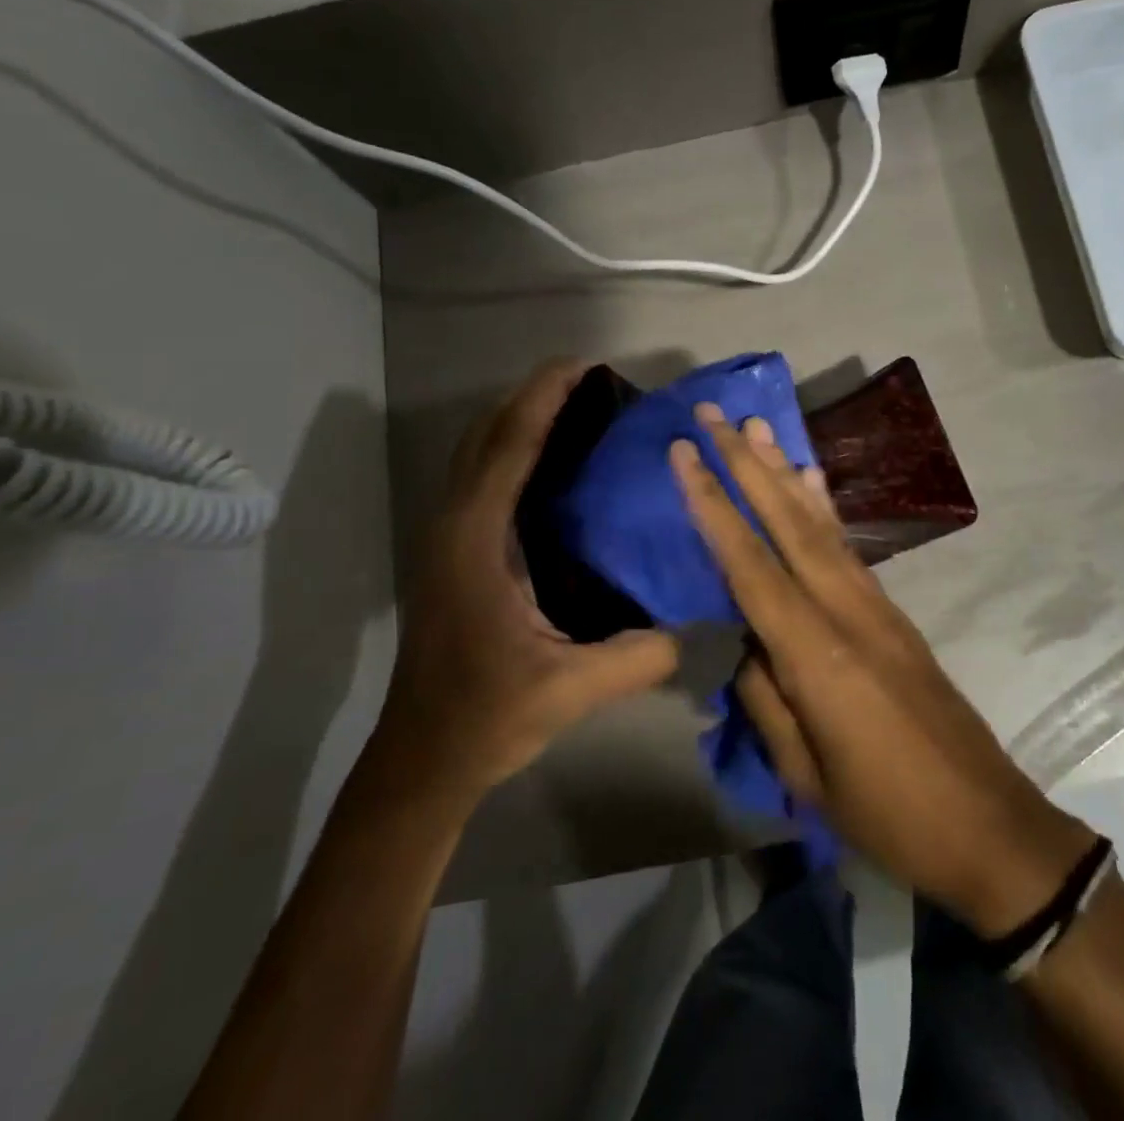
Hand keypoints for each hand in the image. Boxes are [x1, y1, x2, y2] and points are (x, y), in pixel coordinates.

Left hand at [380, 360, 678, 799]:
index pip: (510, 447)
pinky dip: (508, 449)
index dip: (544, 398)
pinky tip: (549, 463)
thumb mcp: (571, 688)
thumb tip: (700, 625)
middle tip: (587, 381)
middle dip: (530, 396)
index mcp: (477, 542)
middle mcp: (453, 525)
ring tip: (572, 408)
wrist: (423, 758)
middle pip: (485, 436)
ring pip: (475, 452)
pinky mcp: (450, 552)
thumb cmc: (488, 715)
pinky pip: (477, 477)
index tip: (582, 365)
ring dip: (516, 419)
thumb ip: (640, 655)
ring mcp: (445, 537)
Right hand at [672, 404, 1094, 937]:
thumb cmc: (886, 812)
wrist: (985, 821)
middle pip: (786, 522)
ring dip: (784, 471)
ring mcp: (874, 604)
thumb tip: (739, 643)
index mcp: (815, 652)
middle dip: (746, 463)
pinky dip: (824, 506)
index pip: (748, 563)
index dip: (712, 505)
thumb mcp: (805, 772)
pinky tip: (811, 479)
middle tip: (715, 415)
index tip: (685, 454)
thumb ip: (765, 698)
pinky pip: (847, 545)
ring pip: (819, 523)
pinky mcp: (891, 610)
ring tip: (759, 426)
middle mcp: (845, 609)